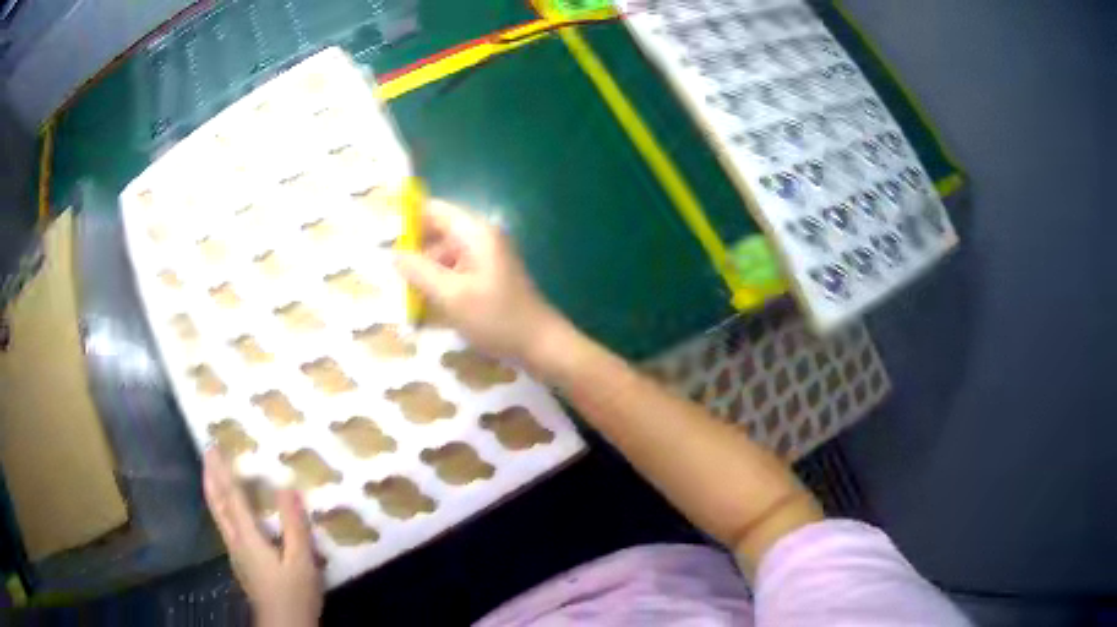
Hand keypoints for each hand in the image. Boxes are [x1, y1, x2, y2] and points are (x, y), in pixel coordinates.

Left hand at [203, 448, 322, 626]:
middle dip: (211, 477)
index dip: (223, 471)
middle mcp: (236, 541)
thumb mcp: (301, 561)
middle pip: (217, 504)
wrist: (284, 624)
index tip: (213, 446)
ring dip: (213, 492)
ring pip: (218, 516)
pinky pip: (226, 526)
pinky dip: (222, 508)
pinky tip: (230, 512)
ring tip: (211, 475)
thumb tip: (287, 487)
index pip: (232, 497)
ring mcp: (236, 553)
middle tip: (206, 453)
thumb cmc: (294, 593)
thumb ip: (294, 526)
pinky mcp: (241, 563)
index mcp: (248, 537)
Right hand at [395, 200, 564, 365]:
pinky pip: (455, 271)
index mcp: (475, 232)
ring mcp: (486, 258)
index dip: (407, 219)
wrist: (542, 345)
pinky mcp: (488, 277)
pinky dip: (439, 282)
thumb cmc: (497, 318)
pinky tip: (423, 301)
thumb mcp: (452, 296)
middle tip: (384, 268)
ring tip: (399, 289)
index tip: (379, 235)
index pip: (434, 210)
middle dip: (412, 249)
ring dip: (424, 269)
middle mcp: (481, 238)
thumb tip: (394, 253)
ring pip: (445, 254)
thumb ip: (420, 271)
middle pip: (438, 232)